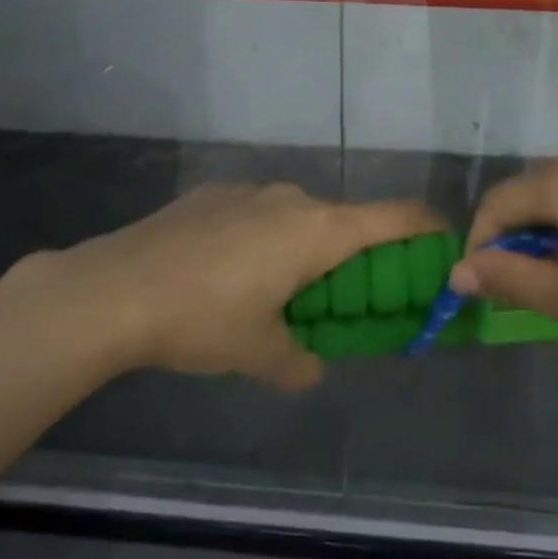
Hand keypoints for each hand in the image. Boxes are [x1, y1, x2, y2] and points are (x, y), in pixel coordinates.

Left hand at [4, 183, 443, 390]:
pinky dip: (262, 239)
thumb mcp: (257, 352)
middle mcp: (293, 199)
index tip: (444, 242)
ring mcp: (250, 190)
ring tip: (274, 291)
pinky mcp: (213, 193)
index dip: (427, 227)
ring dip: (304, 249)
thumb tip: (312, 368)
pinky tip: (225, 273)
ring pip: (298, 217)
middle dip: (354, 257)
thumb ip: (297, 362)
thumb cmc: (203, 318)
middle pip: (345, 221)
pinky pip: (257, 213)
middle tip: (343, 299)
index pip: (396, 217)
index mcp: (319, 230)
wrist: (113, 288)